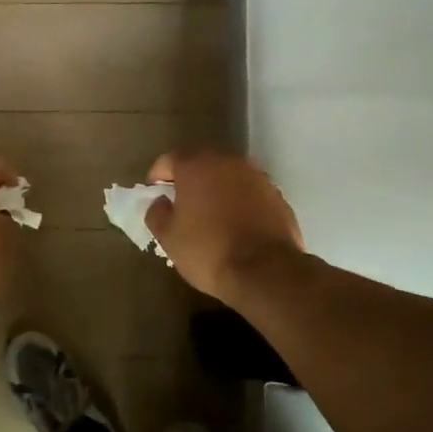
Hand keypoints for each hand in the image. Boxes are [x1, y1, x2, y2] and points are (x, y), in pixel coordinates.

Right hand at [144, 150, 305, 301]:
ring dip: (216, 189)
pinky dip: (239, 202)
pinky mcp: (277, 196)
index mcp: (196, 165)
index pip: (168, 160)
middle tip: (181, 204)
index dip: (157, 177)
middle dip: (189, 180)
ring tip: (210, 216)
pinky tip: (236, 225)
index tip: (155, 196)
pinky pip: (249, 193)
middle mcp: (227, 161)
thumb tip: (160, 202)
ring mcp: (256, 176)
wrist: (266, 271)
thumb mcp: (169, 237)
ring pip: (228, 176)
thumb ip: (157, 213)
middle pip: (201, 163)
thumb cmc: (208, 250)